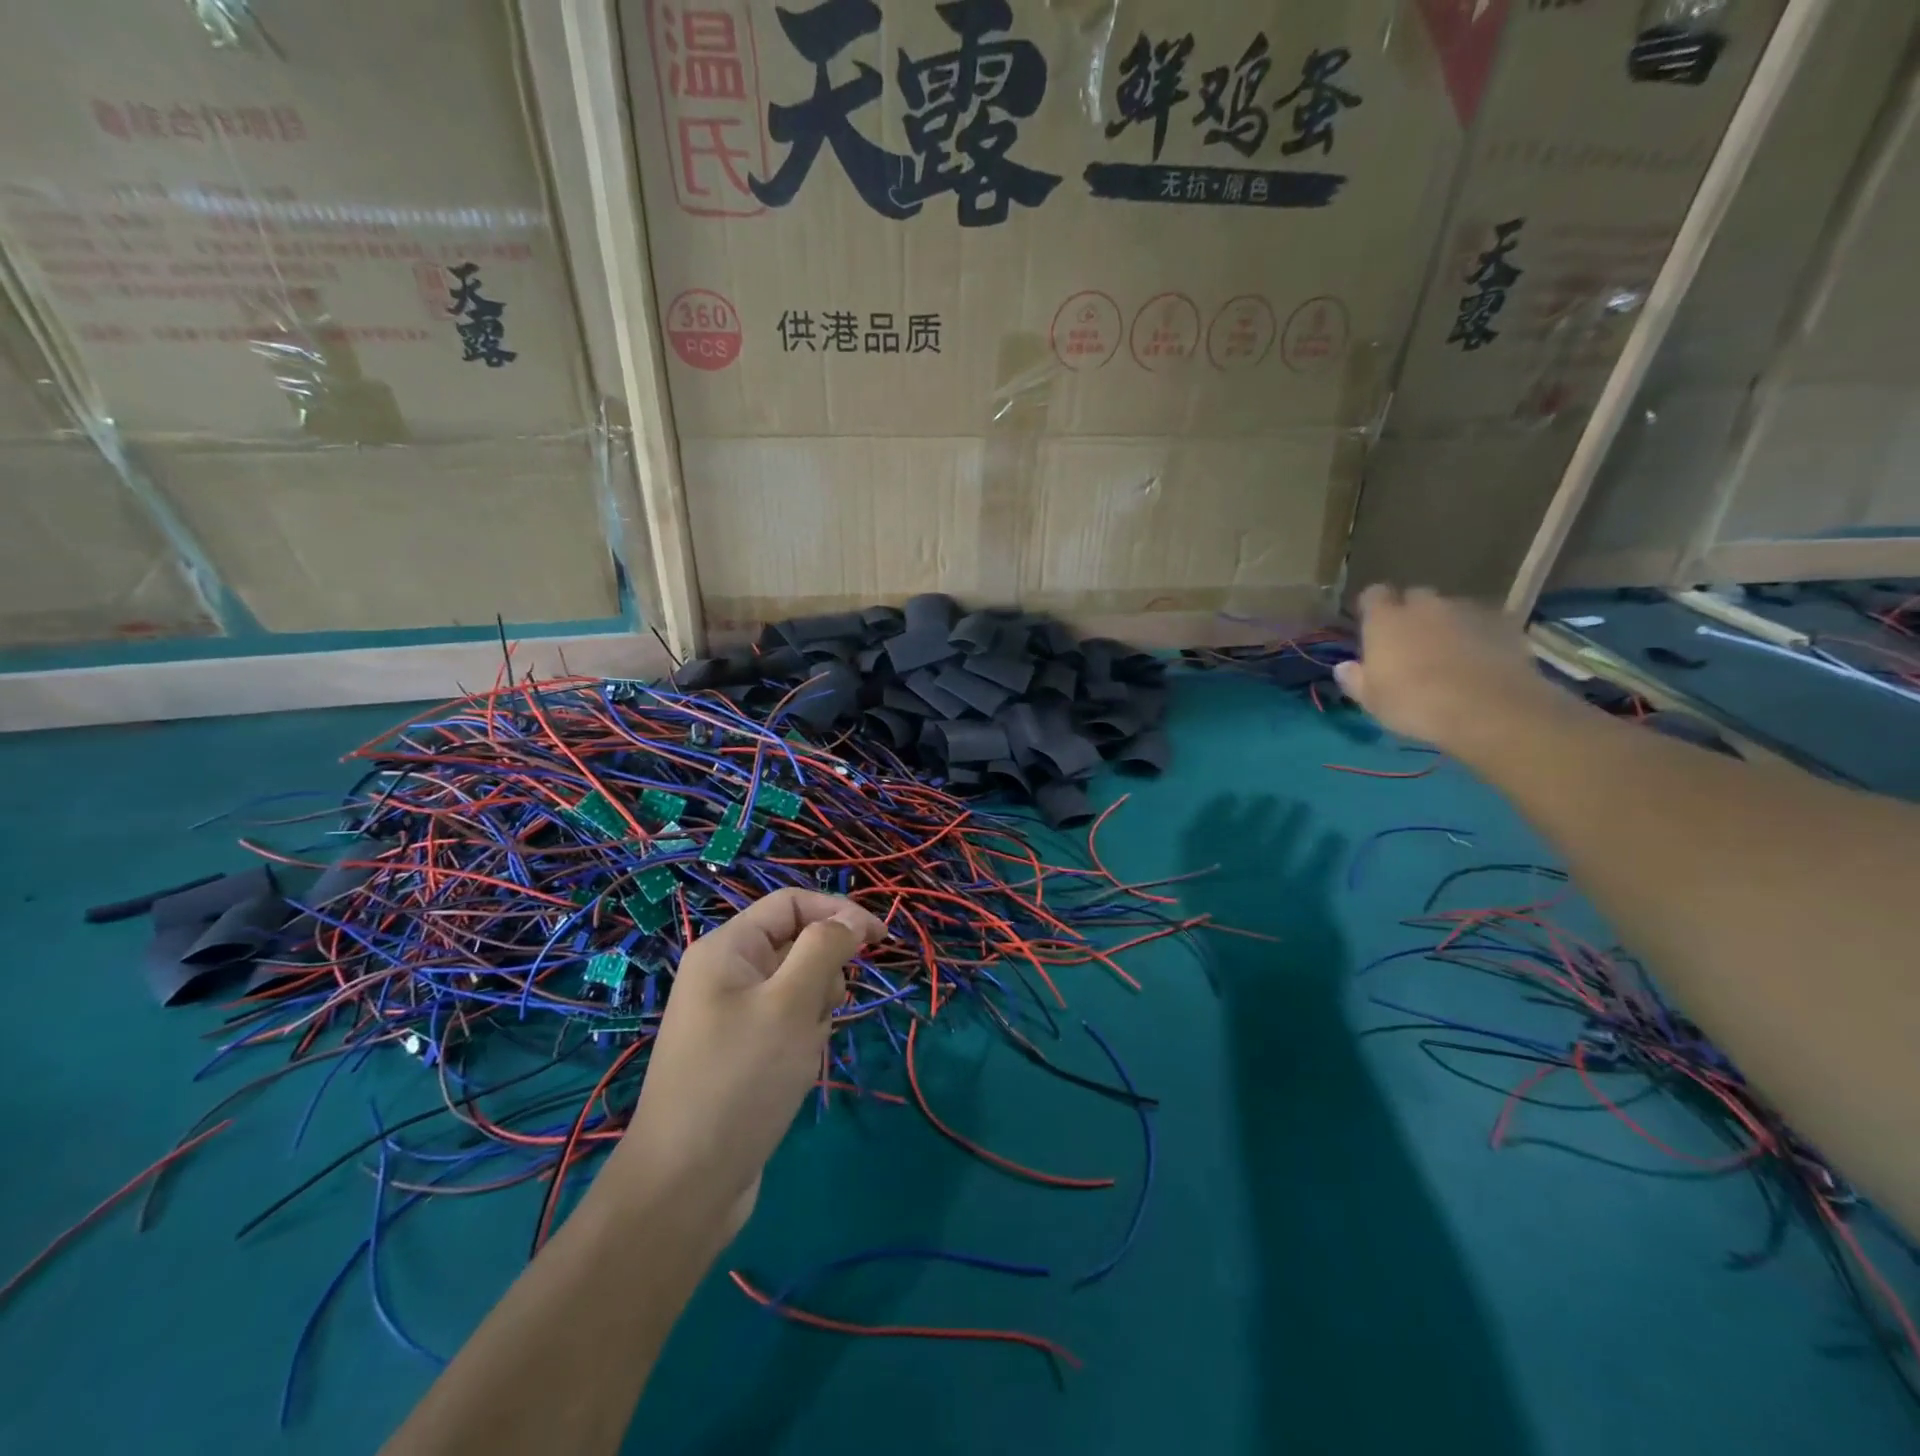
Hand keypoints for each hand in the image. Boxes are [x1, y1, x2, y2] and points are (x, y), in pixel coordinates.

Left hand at [606, 889, 885, 1240]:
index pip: (791, 903)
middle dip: (822, 976)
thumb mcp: (791, 1003)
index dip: (839, 912)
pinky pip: (785, 1025)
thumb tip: (849, 920)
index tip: (881, 940)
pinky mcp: (739, 1053)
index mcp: (727, 949)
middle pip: (797, 945)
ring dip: (814, 1014)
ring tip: (801, 1053)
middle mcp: (725, 974)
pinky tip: (792, 1075)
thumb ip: (824, 948)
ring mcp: (730, 1015)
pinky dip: (800, 1041)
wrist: (686, 1185)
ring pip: (797, 989)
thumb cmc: (741, 1080)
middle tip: (819, 1014)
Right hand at [1334, 585, 1558, 753]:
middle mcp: (1425, 605)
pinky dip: (1478, 635)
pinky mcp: (1503, 623)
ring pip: (1451, 609)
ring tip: (1450, 655)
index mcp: (1385, 620)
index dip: (1373, 608)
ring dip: (1446, 624)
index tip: (1373, 626)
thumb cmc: (1415, 704)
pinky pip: (1483, 623)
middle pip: (1415, 597)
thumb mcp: (1372, 701)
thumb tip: (1344, 667)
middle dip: (1412, 614)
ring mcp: (1467, 610)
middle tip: (1412, 644)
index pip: (1373, 595)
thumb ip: (1355, 679)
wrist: (1488, 709)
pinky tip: (1480, 661)